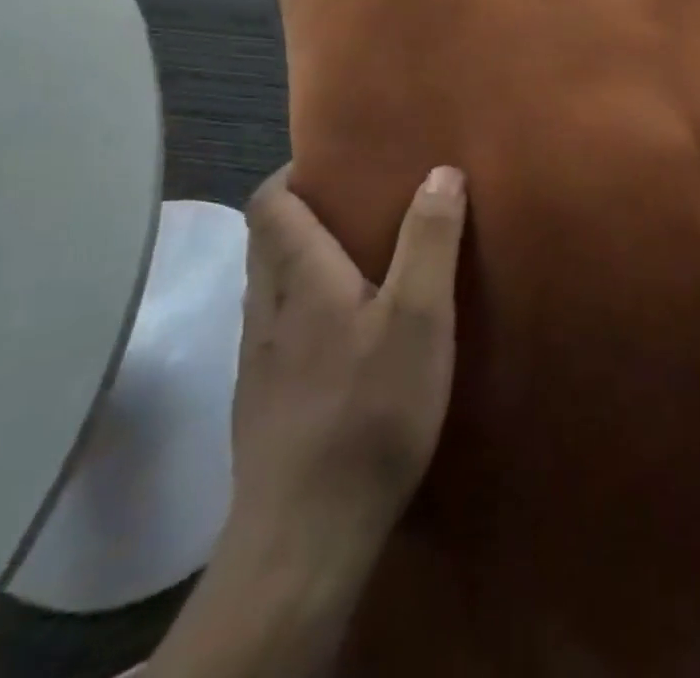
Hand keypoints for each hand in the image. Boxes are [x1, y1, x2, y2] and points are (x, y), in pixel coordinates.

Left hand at [146, 165, 466, 677]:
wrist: (305, 538)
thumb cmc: (368, 411)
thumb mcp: (419, 317)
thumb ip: (430, 240)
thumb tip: (441, 170)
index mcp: (299, 277)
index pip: (270, 204)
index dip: (291, 174)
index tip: (331, 162)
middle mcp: (267, 308)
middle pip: (266, 241)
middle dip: (302, 214)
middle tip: (356, 207)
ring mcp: (258, 360)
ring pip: (270, 288)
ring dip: (302, 263)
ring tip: (357, 263)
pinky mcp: (262, 402)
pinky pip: (277, 331)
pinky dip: (303, 311)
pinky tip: (343, 339)